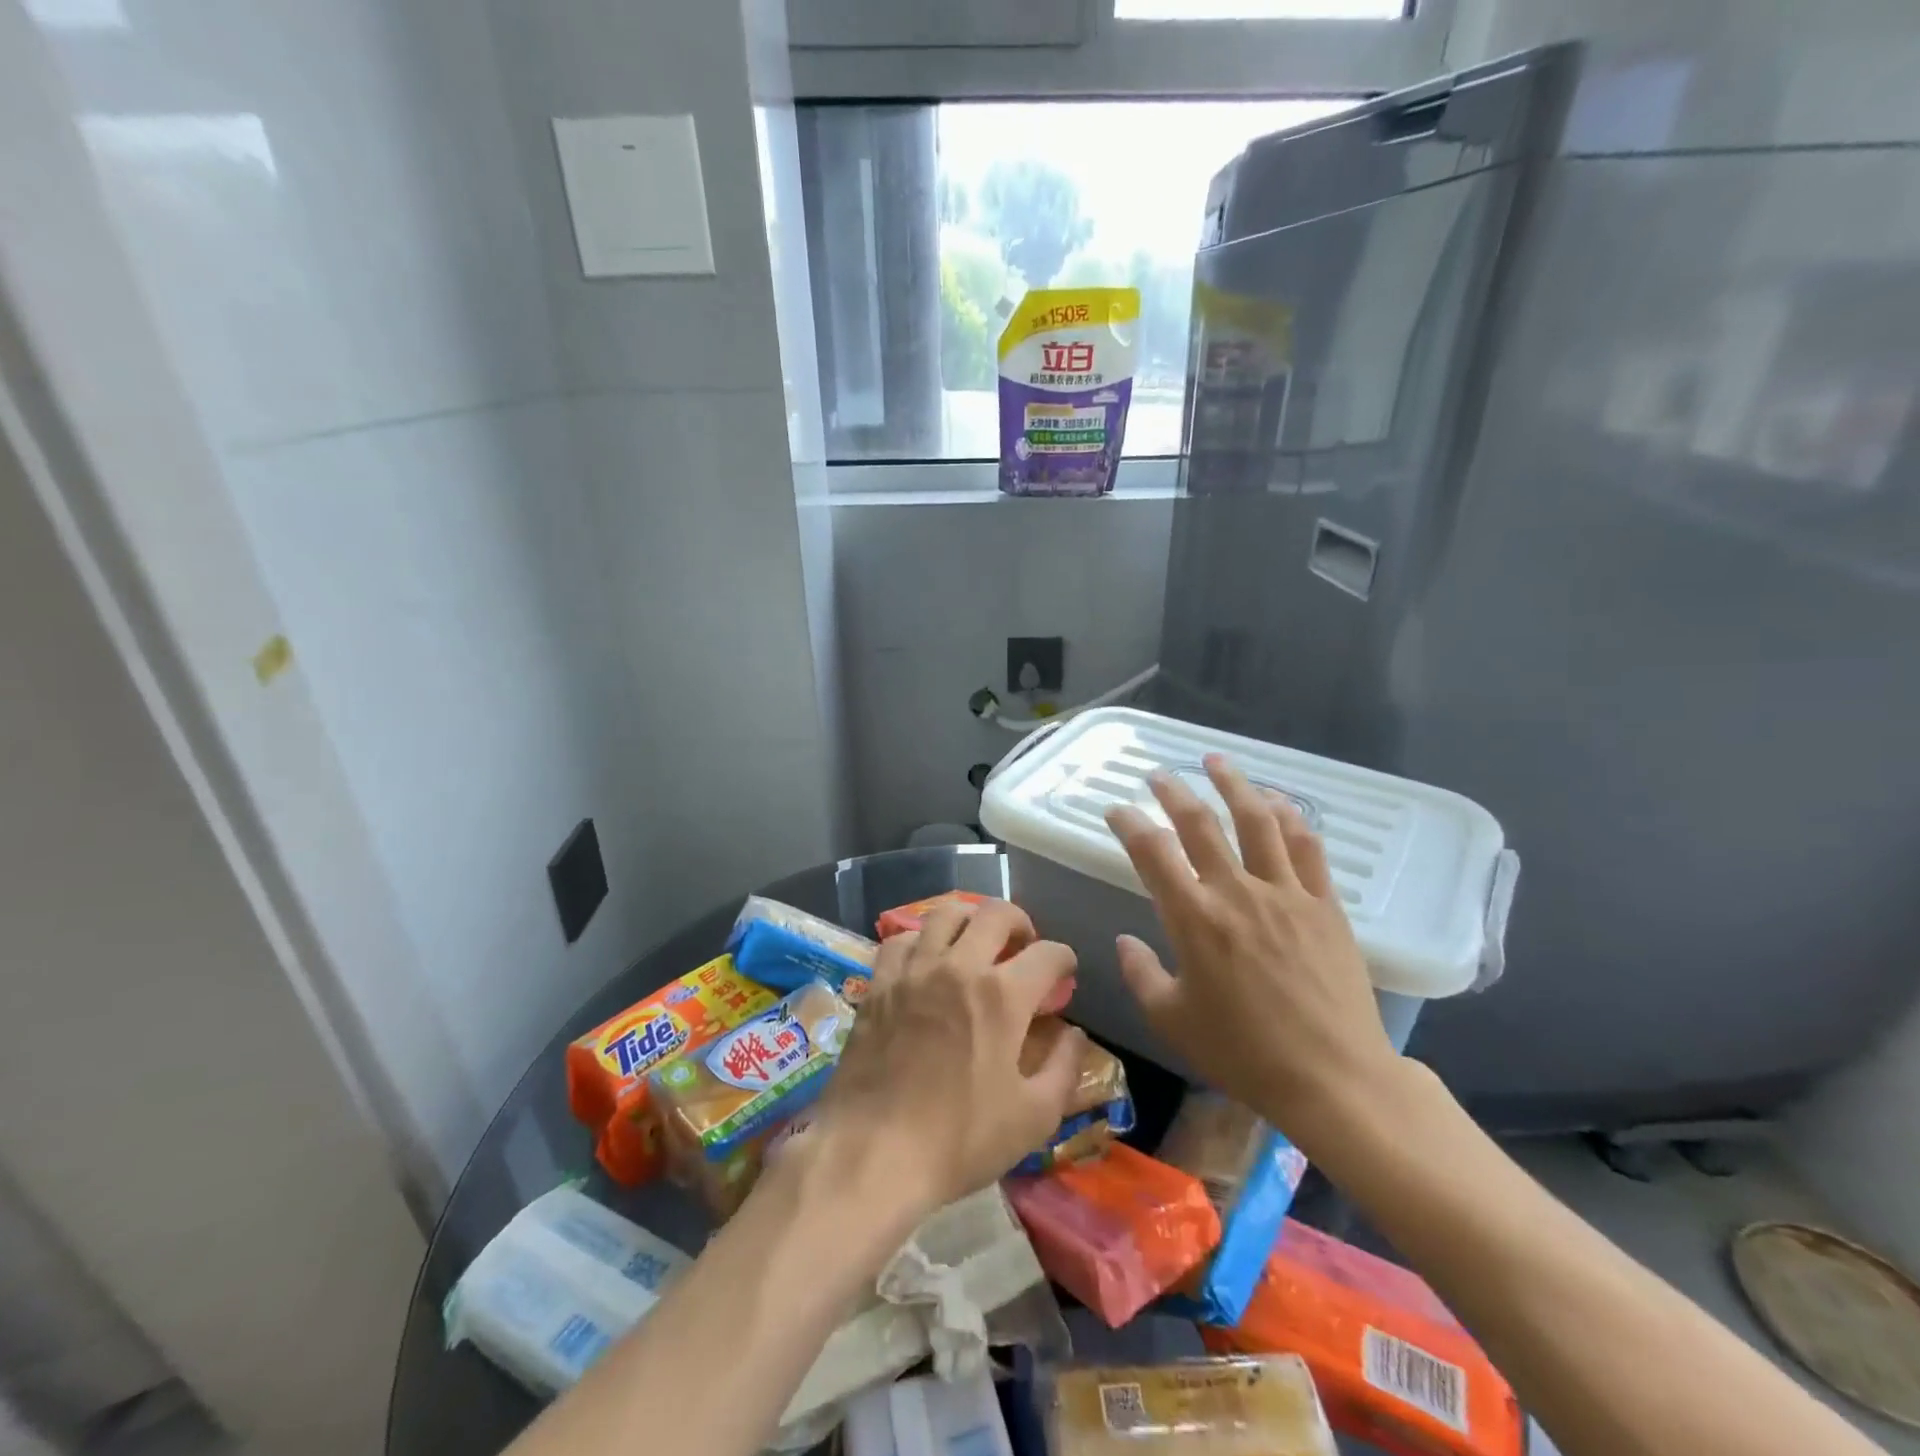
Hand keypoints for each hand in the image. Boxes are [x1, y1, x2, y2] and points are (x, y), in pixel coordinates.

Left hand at [810, 898, 1083, 1214]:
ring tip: (976, 941)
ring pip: (945, 913)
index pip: (1048, 954)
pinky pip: (901, 939)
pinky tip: (926, 962)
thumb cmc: (960, 1139)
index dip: (1064, 960)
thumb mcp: (1033, 1117)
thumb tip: (1074, 1034)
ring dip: (970, 919)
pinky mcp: (879, 984)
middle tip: (1023, 946)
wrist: (874, 1152)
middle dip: (1020, 922)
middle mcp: (959, 967)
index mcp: (1002, 996)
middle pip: (996, 913)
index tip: (1065, 974)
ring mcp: (914, 971)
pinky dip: (921, 941)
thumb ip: (1064, 1068)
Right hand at [1105, 755, 1399, 1155]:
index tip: (1117, 810)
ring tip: (1216, 761)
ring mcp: (1286, 893)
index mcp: (1194, 919)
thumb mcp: (1173, 1021)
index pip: (1152, 852)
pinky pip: (1306, 846)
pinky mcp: (1324, 904)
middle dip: (1173, 792)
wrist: (1334, 1078)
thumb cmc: (1244, 1054)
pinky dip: (1289, 817)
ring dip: (1234, 784)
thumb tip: (1125, 941)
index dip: (1129, 823)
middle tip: (1158, 774)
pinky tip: (1277, 802)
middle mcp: (1237, 892)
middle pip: (1200, 823)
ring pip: (1257, 820)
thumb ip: (1142, 975)